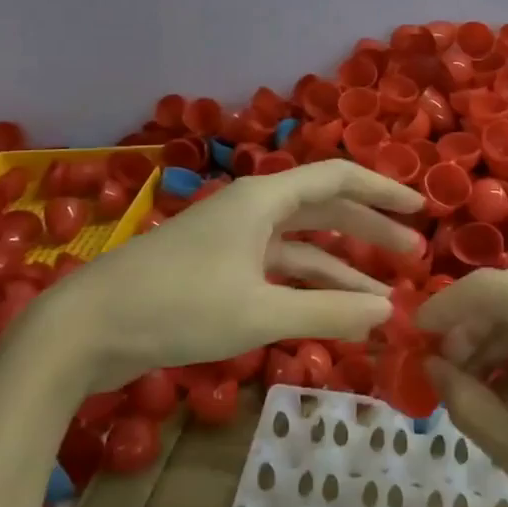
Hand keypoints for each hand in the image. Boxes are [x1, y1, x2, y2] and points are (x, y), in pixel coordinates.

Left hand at [21, 160, 423, 390]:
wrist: (86, 328)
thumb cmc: (177, 307)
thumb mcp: (258, 312)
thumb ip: (327, 311)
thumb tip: (388, 313)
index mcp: (262, 199)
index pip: (337, 178)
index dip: (382, 191)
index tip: (421, 209)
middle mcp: (251, 211)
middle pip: (323, 210)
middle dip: (369, 231)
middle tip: (412, 256)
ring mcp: (232, 242)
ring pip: (300, 247)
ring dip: (341, 269)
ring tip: (383, 297)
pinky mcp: (217, 273)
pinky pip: (276, 273)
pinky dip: (307, 290)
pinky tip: (332, 314)